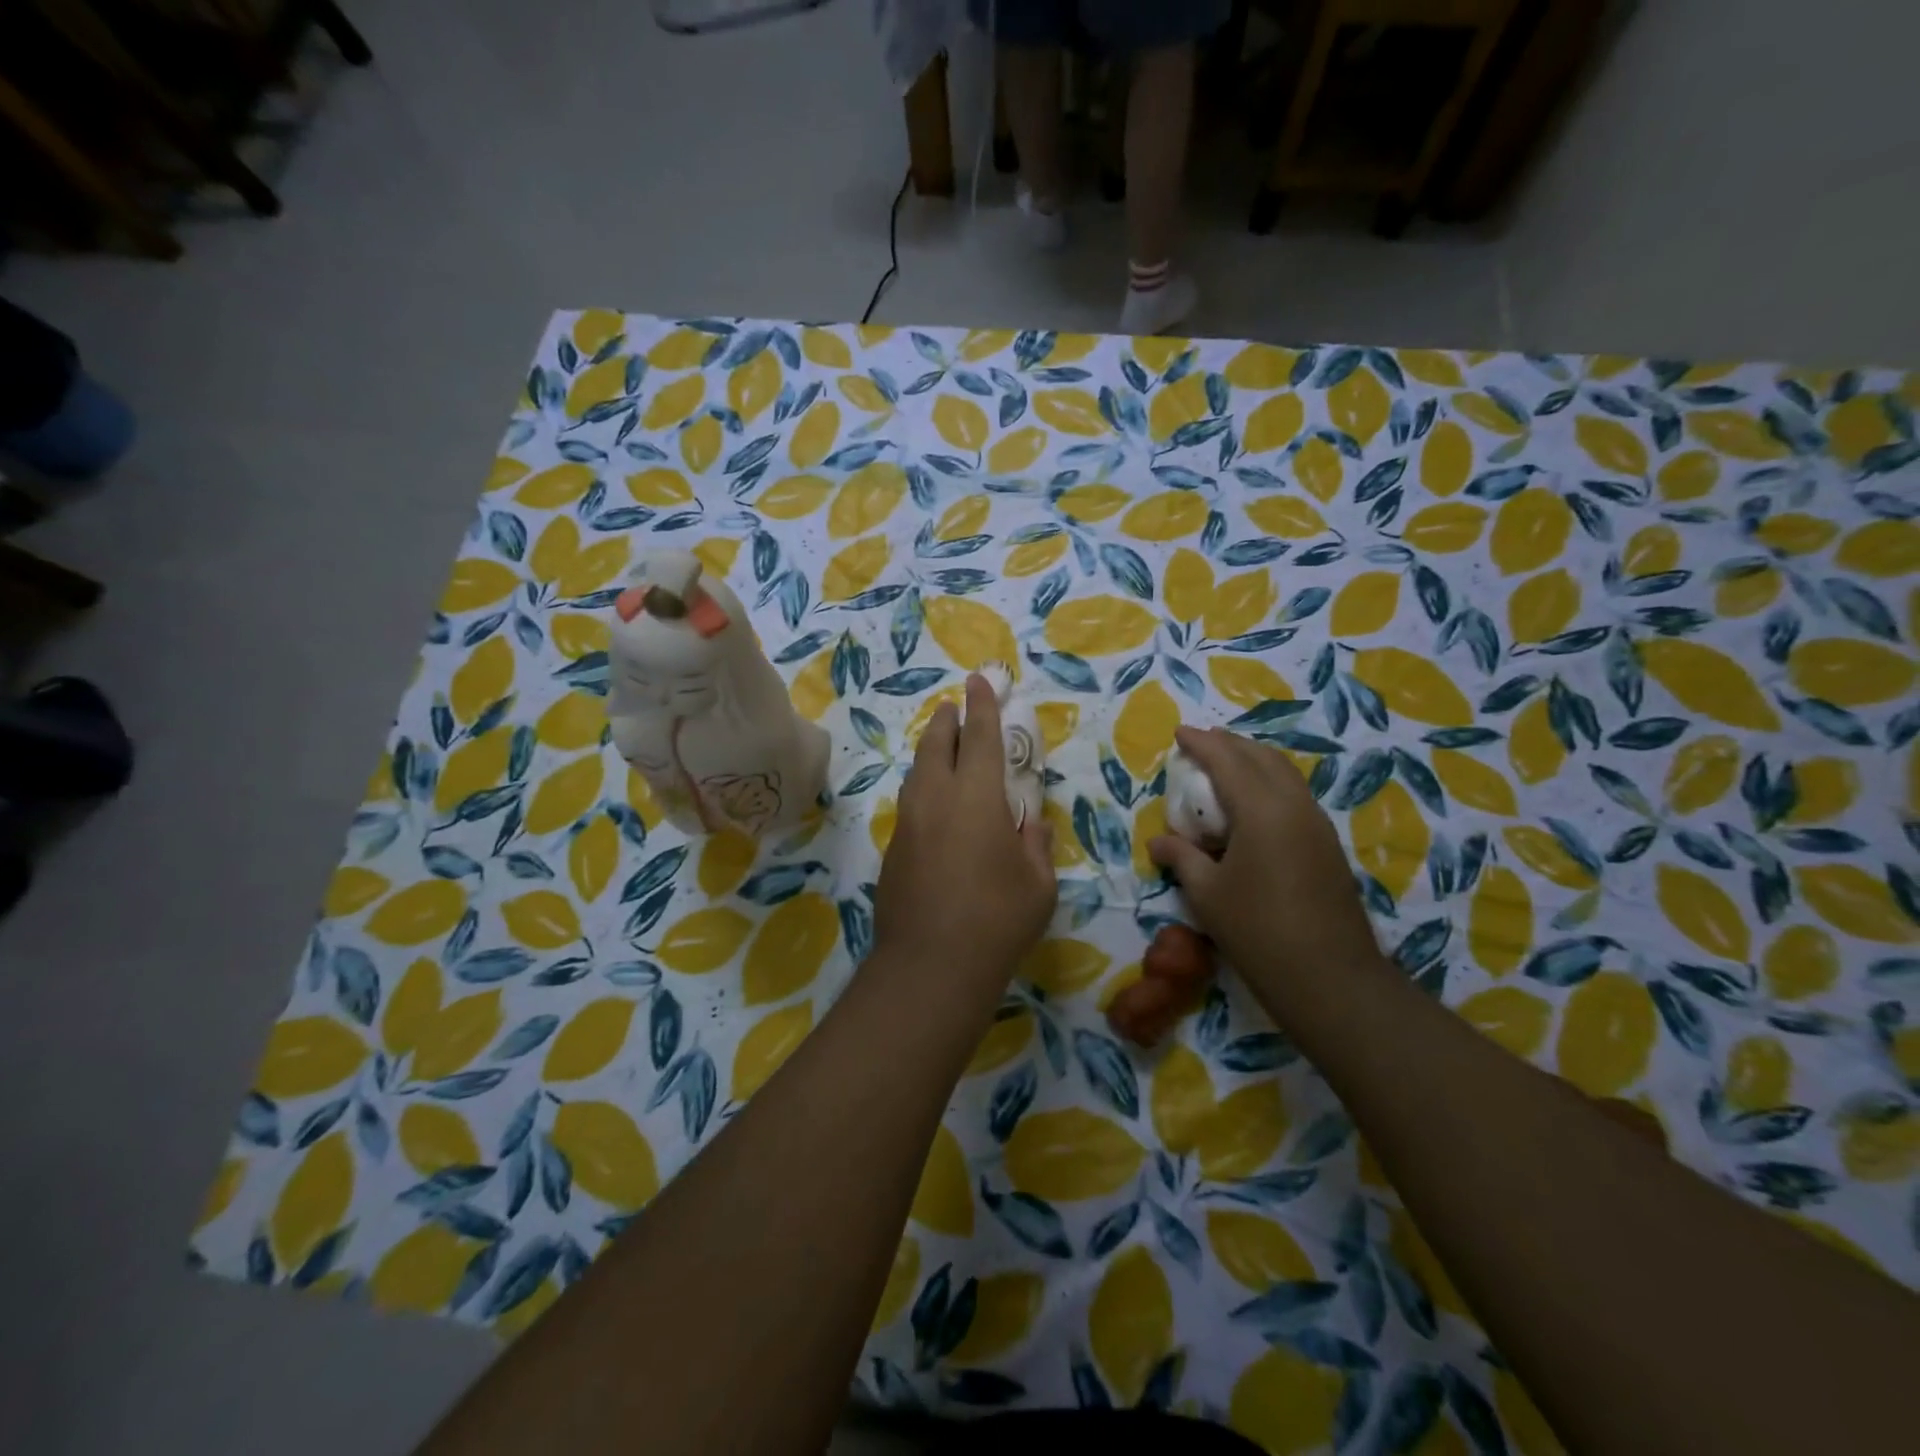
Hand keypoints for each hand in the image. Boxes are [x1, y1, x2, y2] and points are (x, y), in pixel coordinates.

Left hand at [872, 674, 1055, 986]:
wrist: (929, 966)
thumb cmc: (997, 921)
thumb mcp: (1037, 884)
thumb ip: (1033, 843)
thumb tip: (1028, 822)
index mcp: (977, 796)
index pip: (980, 736)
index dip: (982, 705)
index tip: (979, 680)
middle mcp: (936, 798)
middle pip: (937, 744)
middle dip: (947, 720)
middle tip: (954, 707)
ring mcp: (908, 823)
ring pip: (917, 772)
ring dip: (931, 751)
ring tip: (941, 745)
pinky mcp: (893, 849)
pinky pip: (910, 803)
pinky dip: (923, 788)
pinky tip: (933, 805)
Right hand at [1148, 726, 1383, 1002]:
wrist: (1330, 978)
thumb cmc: (1257, 931)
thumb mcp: (1206, 894)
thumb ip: (1181, 858)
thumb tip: (1158, 841)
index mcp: (1261, 810)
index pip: (1227, 760)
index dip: (1201, 743)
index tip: (1179, 732)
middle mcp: (1294, 805)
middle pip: (1261, 757)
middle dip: (1229, 744)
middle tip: (1201, 744)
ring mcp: (1317, 823)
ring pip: (1284, 773)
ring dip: (1252, 761)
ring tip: (1226, 766)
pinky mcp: (1327, 844)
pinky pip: (1294, 794)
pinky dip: (1269, 782)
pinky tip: (1253, 803)